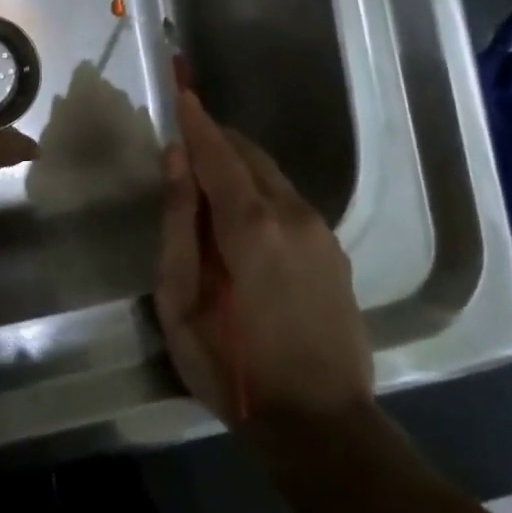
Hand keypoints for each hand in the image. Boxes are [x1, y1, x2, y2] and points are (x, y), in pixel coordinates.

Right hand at [156, 90, 372, 433]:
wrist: (321, 423)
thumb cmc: (232, 363)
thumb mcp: (180, 298)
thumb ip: (178, 222)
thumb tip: (176, 159)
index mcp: (249, 223)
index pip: (217, 152)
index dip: (195, 121)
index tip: (181, 89)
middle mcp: (292, 214)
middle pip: (249, 155)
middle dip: (215, 142)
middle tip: (184, 145)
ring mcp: (320, 232)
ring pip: (272, 177)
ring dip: (238, 167)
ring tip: (207, 184)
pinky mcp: (335, 252)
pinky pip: (289, 202)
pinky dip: (260, 192)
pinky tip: (243, 223)